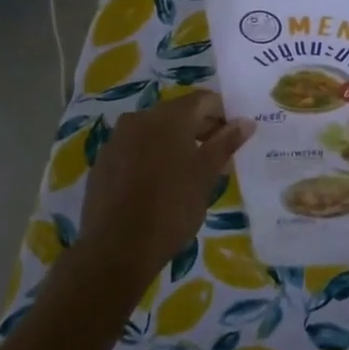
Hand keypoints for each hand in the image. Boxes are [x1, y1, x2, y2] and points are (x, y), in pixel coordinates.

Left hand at [69, 92, 253, 298]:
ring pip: (155, 131)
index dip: (224, 114)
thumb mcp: (206, 175)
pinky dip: (152, 157)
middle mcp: (139, 119)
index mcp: (168, 117)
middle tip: (218, 155)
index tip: (235, 136)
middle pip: (178, 113)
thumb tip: (246, 122)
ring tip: (191, 172)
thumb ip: (226, 143)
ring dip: (176, 143)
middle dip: (201, 129)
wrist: (116, 249)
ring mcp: (116, 140)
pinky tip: (160, 184)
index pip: (204, 100)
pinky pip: (135, 149)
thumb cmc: (171, 208)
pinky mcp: (103, 163)